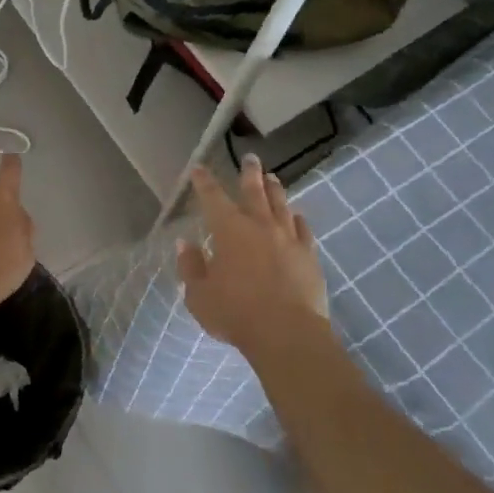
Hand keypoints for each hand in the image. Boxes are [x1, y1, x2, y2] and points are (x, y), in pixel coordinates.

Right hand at [178, 156, 329, 354]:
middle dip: (249, 173)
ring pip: (281, 205)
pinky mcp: (308, 256)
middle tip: (250, 158)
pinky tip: (297, 215)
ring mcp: (287, 238)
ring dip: (275, 189)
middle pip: (254, 191)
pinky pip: (303, 230)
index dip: (204, 181)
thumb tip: (184, 244)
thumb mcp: (199, 295)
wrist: (287, 334)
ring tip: (273, 178)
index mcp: (228, 230)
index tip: (199, 168)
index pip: (212, 197)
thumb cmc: (236, 313)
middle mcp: (259, 225)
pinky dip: (298, 219)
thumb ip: (190, 267)